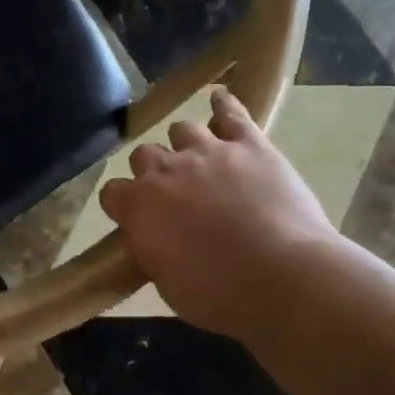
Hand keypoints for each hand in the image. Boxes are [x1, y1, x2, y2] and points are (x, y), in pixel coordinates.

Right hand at [100, 88, 340, 340]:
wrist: (282, 279)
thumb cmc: (218, 295)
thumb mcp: (166, 282)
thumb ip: (152, 249)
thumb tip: (154, 238)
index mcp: (138, 206)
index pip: (112, 192)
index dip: (123, 204)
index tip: (136, 219)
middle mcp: (165, 170)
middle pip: (144, 154)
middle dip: (154, 171)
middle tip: (173, 193)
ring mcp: (208, 152)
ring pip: (183, 129)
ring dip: (186, 143)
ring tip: (200, 158)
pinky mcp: (250, 145)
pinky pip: (232, 113)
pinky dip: (224, 105)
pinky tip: (220, 98)